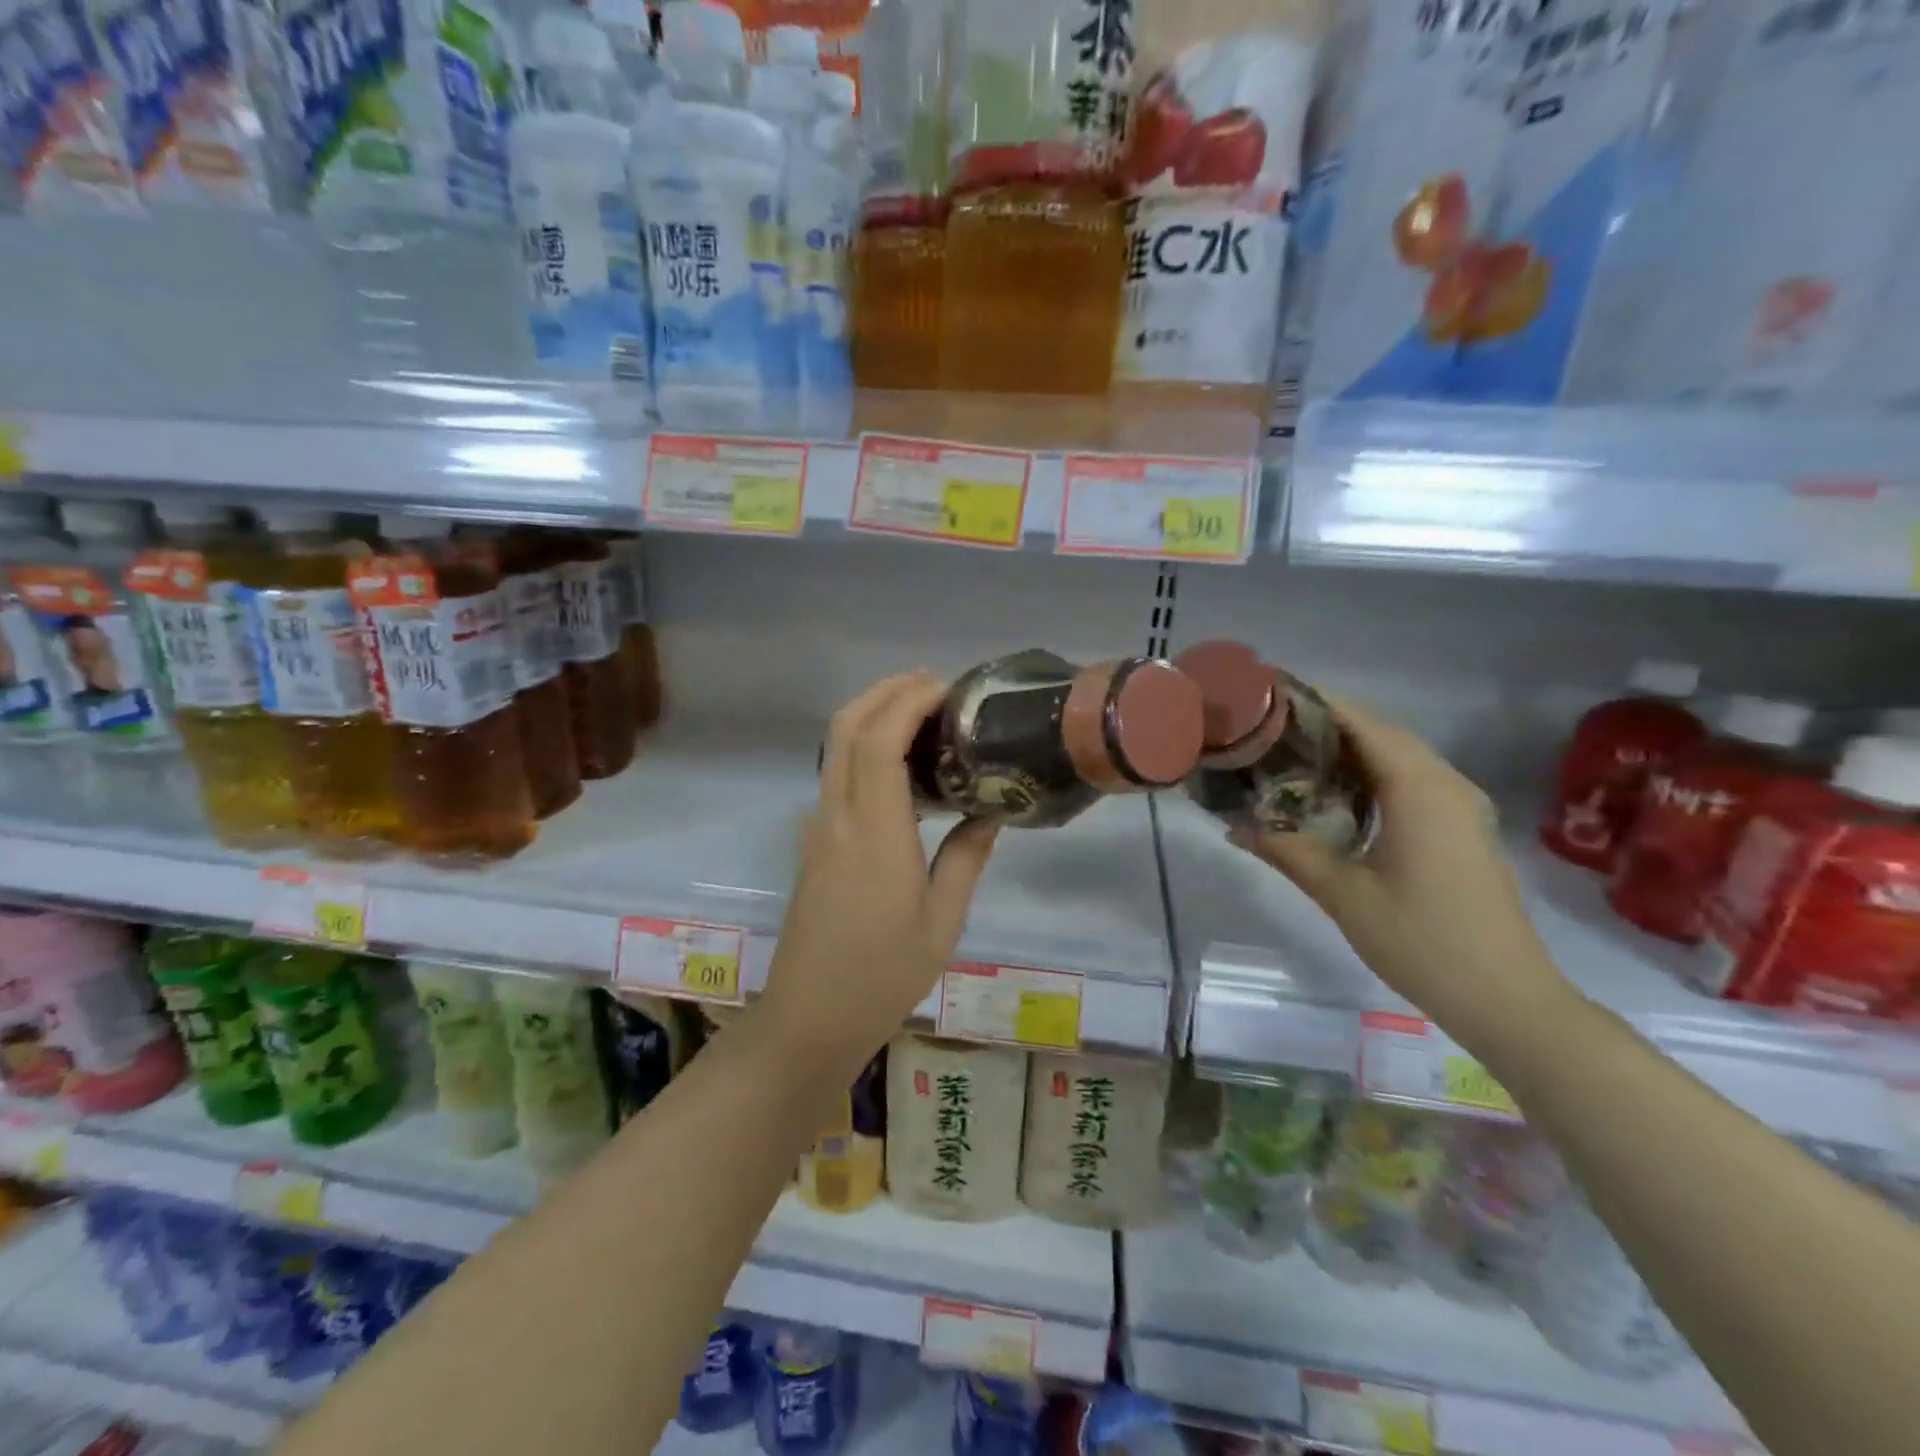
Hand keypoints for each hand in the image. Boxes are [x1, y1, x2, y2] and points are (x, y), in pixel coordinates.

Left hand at [758, 672, 999, 1074]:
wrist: (808, 1018)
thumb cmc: (883, 975)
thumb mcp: (943, 922)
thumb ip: (967, 857)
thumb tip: (992, 811)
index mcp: (874, 832)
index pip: (881, 741)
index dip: (910, 701)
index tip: (948, 689)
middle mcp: (837, 816)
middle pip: (847, 727)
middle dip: (886, 691)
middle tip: (934, 686)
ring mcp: (819, 827)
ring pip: (836, 748)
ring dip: (873, 715)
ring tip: (923, 717)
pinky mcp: (814, 842)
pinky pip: (836, 775)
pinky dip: (864, 748)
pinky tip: (900, 769)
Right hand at [1230, 697, 1573, 1039]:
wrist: (1507, 998)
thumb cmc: (1421, 940)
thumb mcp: (1342, 894)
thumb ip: (1286, 850)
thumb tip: (1234, 826)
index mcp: (1419, 789)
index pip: (1361, 722)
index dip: (1315, 704)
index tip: (1267, 699)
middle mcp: (1446, 784)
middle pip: (1381, 733)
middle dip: (1326, 726)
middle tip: (1268, 733)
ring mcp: (1461, 806)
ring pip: (1398, 757)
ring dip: (1349, 752)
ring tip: (1291, 757)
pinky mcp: (1463, 828)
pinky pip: (1412, 781)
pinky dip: (1372, 775)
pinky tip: (1336, 796)